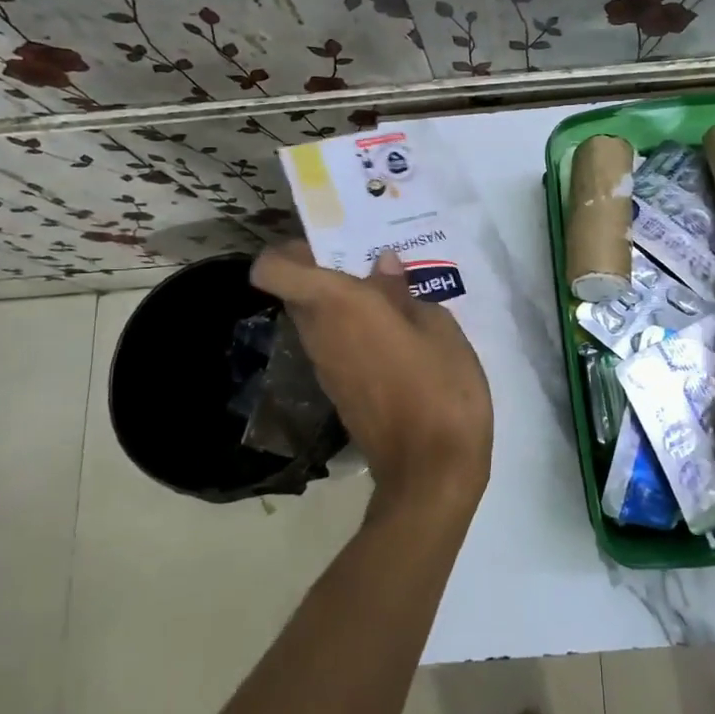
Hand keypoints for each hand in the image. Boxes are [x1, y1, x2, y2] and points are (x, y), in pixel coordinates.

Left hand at [251, 244, 492, 512]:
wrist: (431, 469)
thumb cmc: (441, 387)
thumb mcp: (438, 326)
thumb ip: (402, 292)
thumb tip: (381, 267)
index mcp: (339, 306)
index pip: (273, 270)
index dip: (289, 250)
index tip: (330, 243)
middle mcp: (320, 333)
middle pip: (298, 290)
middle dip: (327, 271)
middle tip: (375, 264)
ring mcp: (325, 367)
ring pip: (316, 318)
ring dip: (344, 302)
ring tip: (394, 298)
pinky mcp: (339, 391)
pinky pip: (334, 345)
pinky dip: (354, 331)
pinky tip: (398, 335)